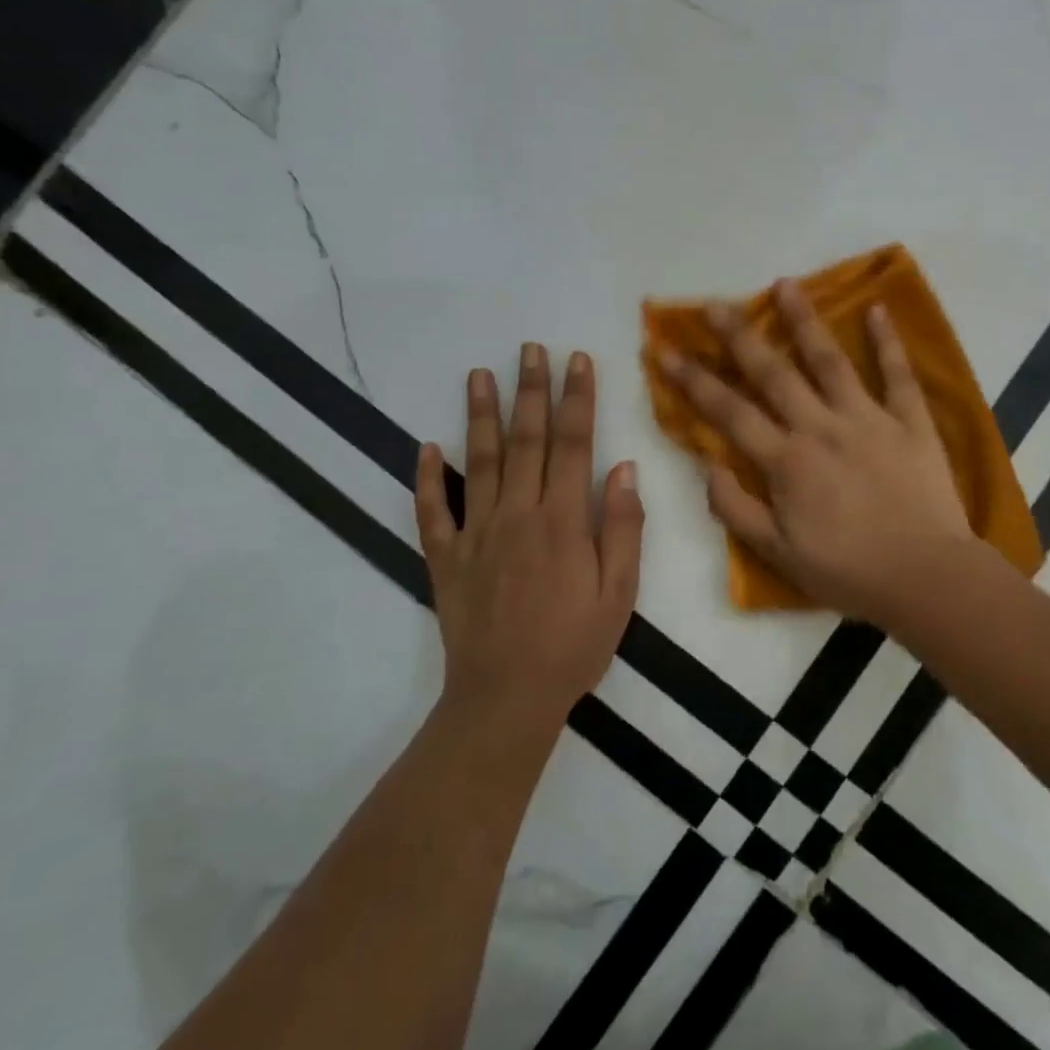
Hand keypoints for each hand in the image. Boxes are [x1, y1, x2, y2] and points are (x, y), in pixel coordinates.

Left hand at [415, 344, 643, 746]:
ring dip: (479, 415)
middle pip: (526, 440)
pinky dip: (426, 477)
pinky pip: (432, 511)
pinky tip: (425, 446)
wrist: (505, 700)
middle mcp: (517, 514)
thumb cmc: (573, 646)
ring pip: (478, 462)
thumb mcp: (619, 593)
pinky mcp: (446, 558)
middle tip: (530, 348)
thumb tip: (624, 466)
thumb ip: (623, 527)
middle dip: (531, 390)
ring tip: (478, 374)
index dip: (577, 398)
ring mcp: (476, 534)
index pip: (574, 444)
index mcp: (563, 521)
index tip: (577, 360)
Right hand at [657, 281, 973, 624]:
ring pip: (829, 360)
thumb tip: (708, 465)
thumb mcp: (778, 554)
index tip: (666, 350)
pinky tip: (876, 308)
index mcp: (787, 461)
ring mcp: (868, 419)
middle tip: (715, 303)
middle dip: (739, 336)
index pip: (730, 412)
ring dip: (804, 320)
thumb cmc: (849, 572)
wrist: (926, 578)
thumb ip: (736, 509)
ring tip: (784, 284)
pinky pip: (897, 374)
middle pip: (773, 373)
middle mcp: (821, 427)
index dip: (695, 381)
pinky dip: (887, 341)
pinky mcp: (910, 421)